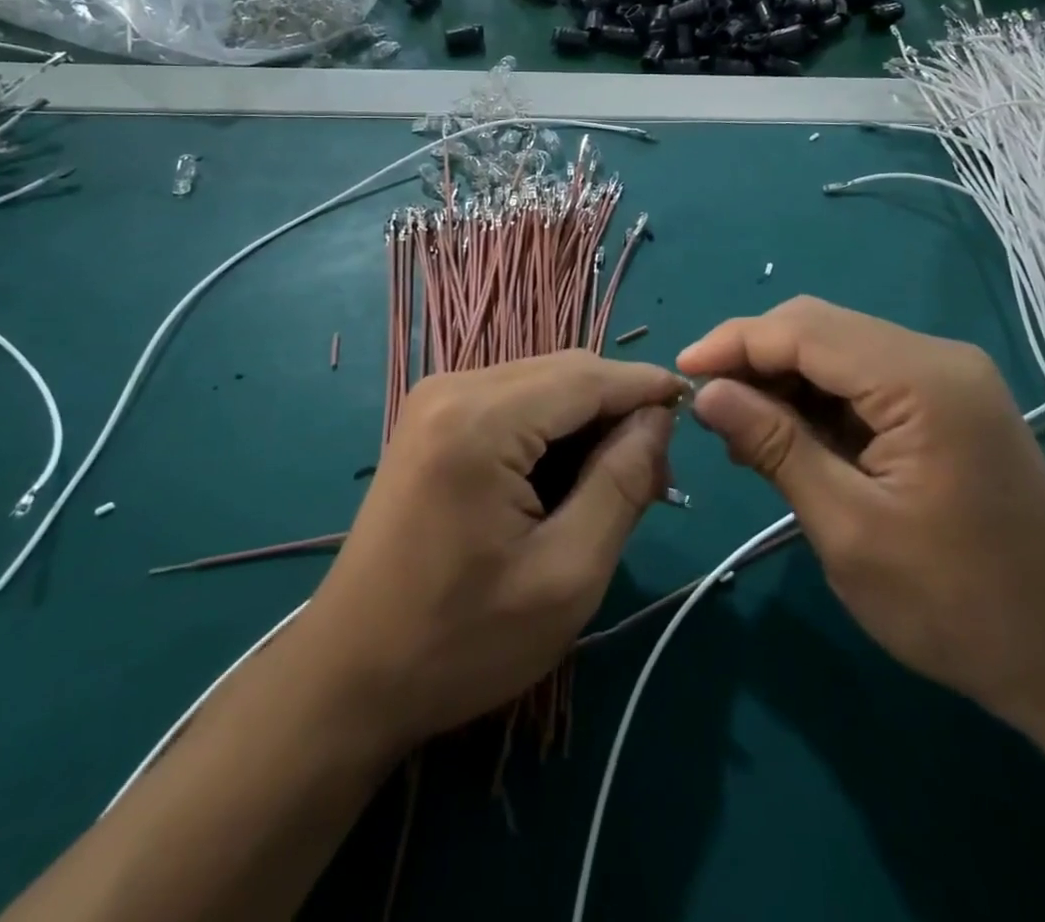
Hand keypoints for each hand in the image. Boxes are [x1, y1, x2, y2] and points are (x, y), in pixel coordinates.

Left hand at [298, 351, 683, 752]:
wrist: (350, 673)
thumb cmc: (461, 641)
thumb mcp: (566, 575)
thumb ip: (622, 483)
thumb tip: (658, 419)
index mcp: (480, 420)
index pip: (588, 376)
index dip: (645, 388)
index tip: (694, 411)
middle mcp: (453, 386)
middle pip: (565, 372)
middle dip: (617, 410)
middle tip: (654, 475)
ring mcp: (436, 398)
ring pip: (541, 383)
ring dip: (585, 421)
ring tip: (614, 484)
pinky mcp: (431, 418)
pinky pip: (513, 401)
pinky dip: (550, 429)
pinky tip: (563, 480)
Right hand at [678, 296, 1044, 737]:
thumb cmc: (958, 607)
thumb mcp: (849, 529)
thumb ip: (775, 447)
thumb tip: (707, 392)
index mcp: (923, 381)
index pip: (805, 330)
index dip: (734, 343)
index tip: (679, 373)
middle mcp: (938, 359)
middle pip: (821, 328)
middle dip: (754, 358)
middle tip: (706, 406)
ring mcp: (947, 379)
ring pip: (838, 351)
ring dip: (782, 380)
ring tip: (741, 433)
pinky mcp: (946, 405)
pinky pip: (864, 380)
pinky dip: (817, 401)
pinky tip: (788, 438)